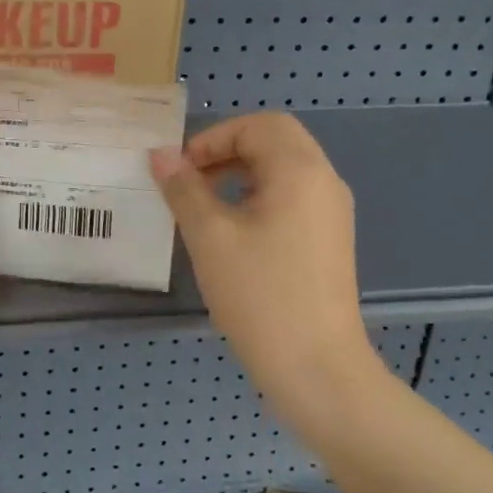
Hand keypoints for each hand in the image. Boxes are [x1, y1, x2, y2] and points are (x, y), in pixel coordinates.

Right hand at [150, 113, 382, 405]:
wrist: (316, 368)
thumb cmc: (260, 295)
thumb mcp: (209, 237)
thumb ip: (183, 188)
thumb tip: (161, 155)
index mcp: (300, 171)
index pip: (258, 125)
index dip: (214, 138)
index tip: (181, 170)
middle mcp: (324, 182)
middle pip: (275, 140)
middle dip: (227, 150)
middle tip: (190, 179)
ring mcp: (331, 213)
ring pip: (283, 169)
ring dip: (241, 173)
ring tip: (204, 204)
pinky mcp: (328, 240)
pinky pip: (291, 197)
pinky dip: (258, 196)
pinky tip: (232, 231)